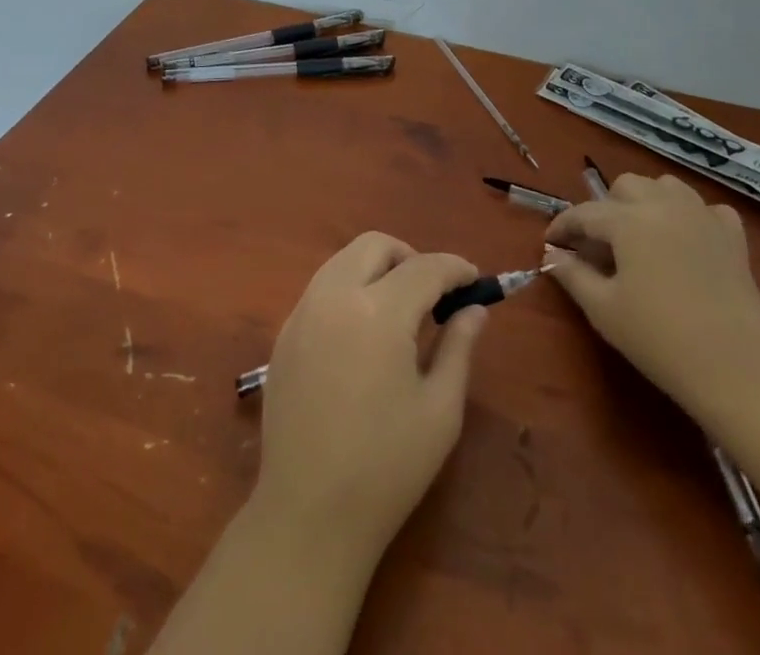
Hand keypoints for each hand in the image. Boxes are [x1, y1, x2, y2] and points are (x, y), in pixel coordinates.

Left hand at [250, 232, 489, 569]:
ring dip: (377, 269)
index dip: (455, 268)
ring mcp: (302, 311)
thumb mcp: (440, 409)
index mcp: (378, 312)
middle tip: (433, 294)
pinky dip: (349, 289)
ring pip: (343, 260)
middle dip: (410, 257)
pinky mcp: (284, 333)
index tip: (475, 280)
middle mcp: (335, 295)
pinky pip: (322, 288)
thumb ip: (458, 347)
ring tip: (400, 311)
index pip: (424, 267)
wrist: (308, 514)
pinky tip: (363, 333)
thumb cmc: (387, 467)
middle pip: (375, 245)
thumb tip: (474, 309)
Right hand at [543, 171, 759, 425]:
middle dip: (606, 208)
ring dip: (647, 202)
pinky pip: (706, 209)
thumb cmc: (659, 340)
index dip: (563, 226)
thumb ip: (572, 274)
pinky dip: (691, 216)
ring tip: (641, 235)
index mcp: (629, 220)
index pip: (585, 213)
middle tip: (599, 245)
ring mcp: (703, 216)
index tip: (550, 243)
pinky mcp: (733, 236)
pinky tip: (686, 241)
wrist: (736, 371)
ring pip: (666, 186)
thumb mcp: (603, 309)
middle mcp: (665, 204)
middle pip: (626, 186)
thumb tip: (552, 254)